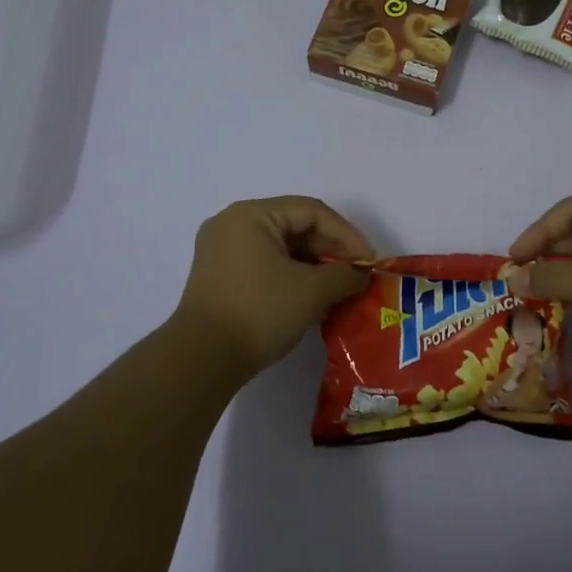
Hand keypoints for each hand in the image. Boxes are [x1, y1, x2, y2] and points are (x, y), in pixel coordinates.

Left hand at [174, 197, 374, 377]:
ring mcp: (221, 251)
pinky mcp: (218, 277)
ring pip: (280, 248)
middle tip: (356, 275)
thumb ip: (345, 276)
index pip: (312, 212)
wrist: (202, 359)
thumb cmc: (259, 312)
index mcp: (251, 215)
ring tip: (339, 289)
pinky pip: (264, 265)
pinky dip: (291, 277)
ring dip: (312, 266)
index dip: (347, 234)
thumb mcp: (311, 291)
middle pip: (294, 226)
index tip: (369, 261)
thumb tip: (362, 274)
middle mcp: (232, 224)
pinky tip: (311, 298)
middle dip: (330, 251)